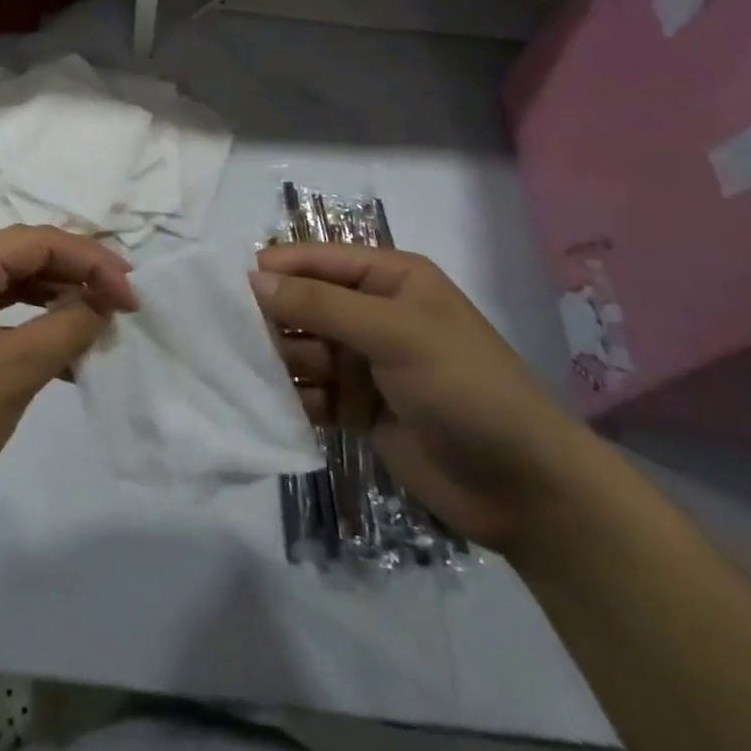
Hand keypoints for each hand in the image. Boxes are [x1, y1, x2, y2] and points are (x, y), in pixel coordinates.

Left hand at [0, 228, 135, 535]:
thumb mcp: (16, 368)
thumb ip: (68, 325)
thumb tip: (103, 300)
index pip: (40, 241)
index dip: (93, 262)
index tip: (133, 297)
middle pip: (23, 258)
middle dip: (75, 280)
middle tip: (120, 309)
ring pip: (7, 288)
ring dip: (52, 305)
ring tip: (94, 332)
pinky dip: (25, 329)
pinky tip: (56, 357)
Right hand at [252, 244, 592, 551]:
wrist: (525, 490)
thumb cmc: (465, 389)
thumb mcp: (395, 334)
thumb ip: (322, 305)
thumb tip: (253, 279)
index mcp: (388, 278)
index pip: (317, 260)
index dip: (274, 269)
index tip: (226, 288)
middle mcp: (371, 313)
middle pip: (302, 305)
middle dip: (271, 320)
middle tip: (234, 340)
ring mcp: (363, 362)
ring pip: (300, 349)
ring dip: (276, 362)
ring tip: (253, 379)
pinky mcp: (356, 407)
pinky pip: (308, 392)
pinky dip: (290, 398)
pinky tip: (272, 410)